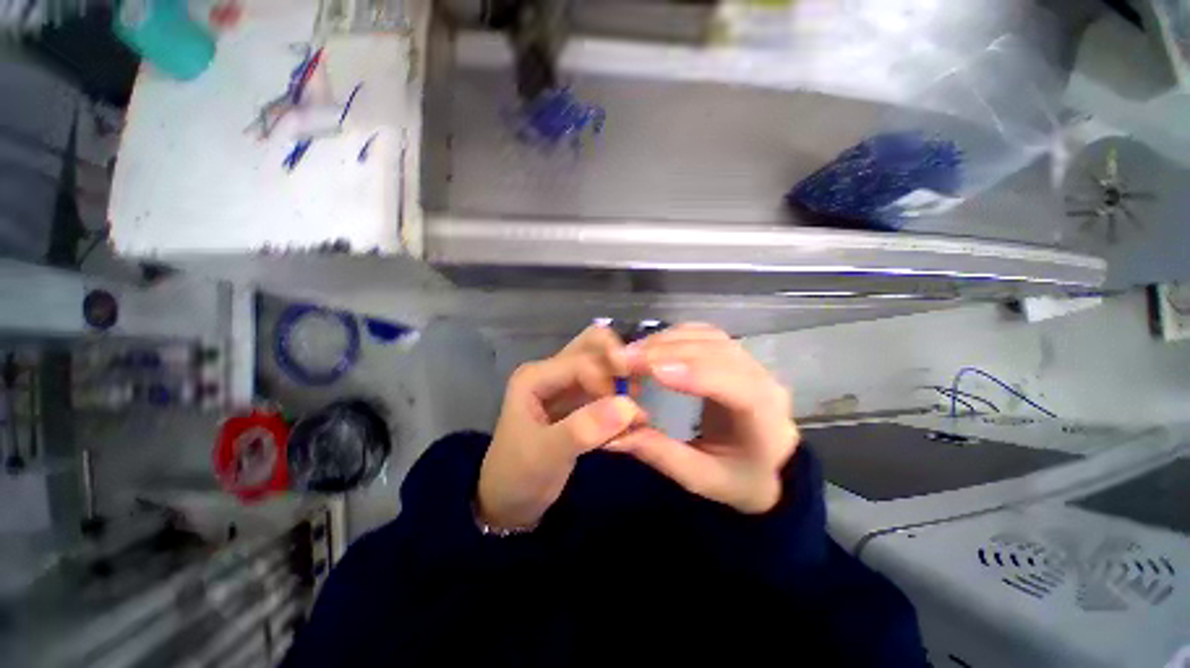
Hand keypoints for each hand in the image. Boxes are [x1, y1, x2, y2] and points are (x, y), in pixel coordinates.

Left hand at [477, 326, 644, 529]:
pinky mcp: (578, 399)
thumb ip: (583, 429)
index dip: (609, 382)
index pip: (583, 361)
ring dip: (624, 378)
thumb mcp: (546, 456)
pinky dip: (622, 396)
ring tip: (638, 411)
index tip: (627, 413)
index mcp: (536, 376)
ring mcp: (566, 383)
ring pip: (603, 362)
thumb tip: (629, 406)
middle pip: (594, 345)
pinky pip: (606, 384)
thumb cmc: (519, 476)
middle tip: (639, 392)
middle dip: (621, 362)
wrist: (508, 502)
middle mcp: (552, 371)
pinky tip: (633, 420)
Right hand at [608, 324, 798, 513]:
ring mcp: (750, 362)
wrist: (767, 465)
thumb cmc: (738, 478)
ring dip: (668, 341)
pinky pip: (705, 334)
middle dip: (669, 352)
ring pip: (710, 338)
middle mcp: (764, 380)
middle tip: (626, 358)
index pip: (737, 386)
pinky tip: (653, 344)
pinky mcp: (733, 354)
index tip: (652, 371)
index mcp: (766, 418)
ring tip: (633, 352)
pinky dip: (675, 335)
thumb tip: (615, 434)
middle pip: (718, 352)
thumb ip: (661, 454)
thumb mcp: (700, 477)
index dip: (695, 373)